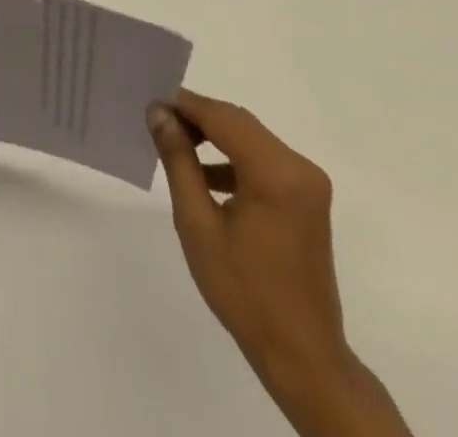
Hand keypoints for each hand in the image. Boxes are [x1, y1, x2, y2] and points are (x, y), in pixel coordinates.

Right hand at [149, 90, 411, 436]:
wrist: (302, 355)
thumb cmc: (244, 290)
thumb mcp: (197, 222)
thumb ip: (178, 160)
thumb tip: (159, 113)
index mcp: (276, 172)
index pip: (222, 117)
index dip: (184, 105)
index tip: (149, 103)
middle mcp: (299, 168)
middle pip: (239, 122)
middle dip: (197, 117)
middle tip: (157, 121)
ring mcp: (308, 184)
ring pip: (250, 138)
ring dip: (214, 136)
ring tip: (175, 144)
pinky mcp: (307, 199)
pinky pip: (263, 160)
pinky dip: (233, 158)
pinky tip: (205, 175)